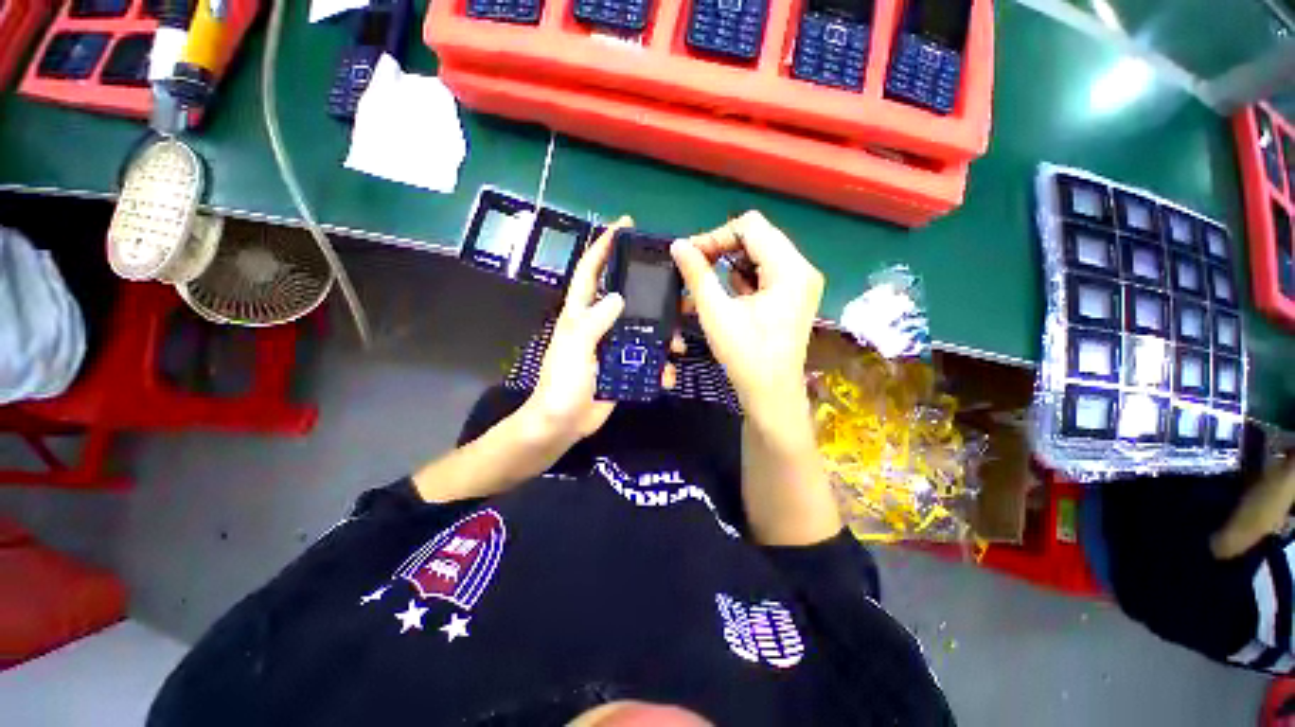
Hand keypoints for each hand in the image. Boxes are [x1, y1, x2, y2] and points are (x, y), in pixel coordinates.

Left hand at [520, 216, 680, 447]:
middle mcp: (601, 323)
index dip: (605, 245)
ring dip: (664, 336)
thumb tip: (619, 297)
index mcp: (582, 312)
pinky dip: (660, 366)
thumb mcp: (575, 347)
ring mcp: (615, 345)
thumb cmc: (562, 382)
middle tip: (677, 292)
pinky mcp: (625, 366)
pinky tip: (667, 374)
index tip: (625, 225)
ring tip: (678, 345)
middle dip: (652, 295)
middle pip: (629, 297)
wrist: (564, 423)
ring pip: (645, 329)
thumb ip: (595, 321)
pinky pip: (648, 359)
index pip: (592, 270)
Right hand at [670, 211, 822, 419]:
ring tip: (709, 287)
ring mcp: (800, 283)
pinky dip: (742, 280)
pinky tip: (729, 299)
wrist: (771, 394)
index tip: (691, 256)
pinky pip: (765, 274)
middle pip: (758, 238)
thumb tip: (678, 245)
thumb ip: (696, 274)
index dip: (716, 235)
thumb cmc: (745, 355)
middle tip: (695, 268)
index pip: (750, 226)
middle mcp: (801, 269)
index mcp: (790, 269)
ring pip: (760, 255)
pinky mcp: (793, 297)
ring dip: (730, 265)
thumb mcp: (716, 312)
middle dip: (722, 249)